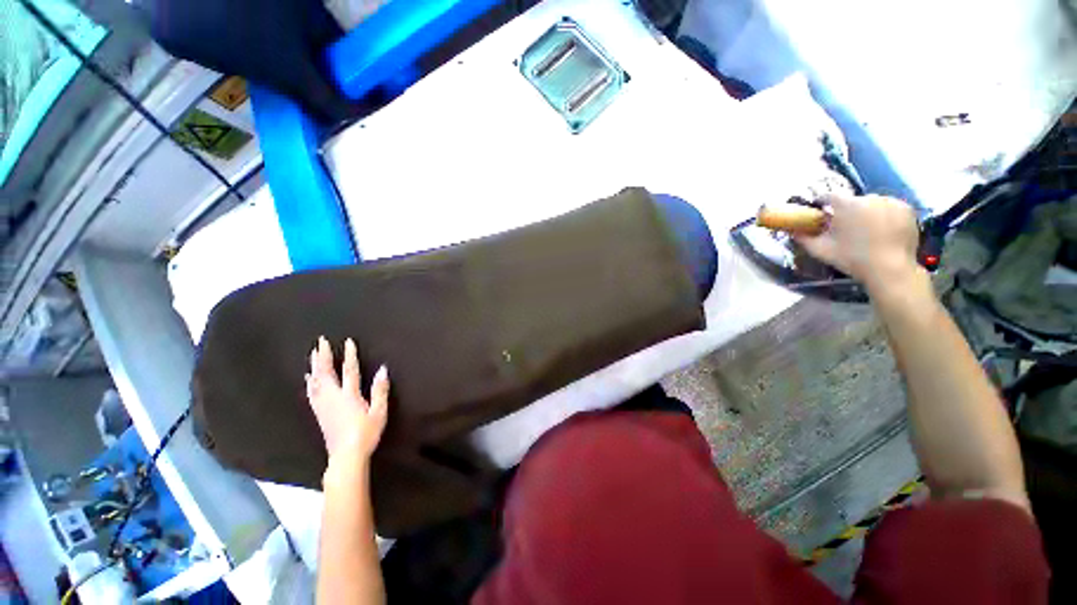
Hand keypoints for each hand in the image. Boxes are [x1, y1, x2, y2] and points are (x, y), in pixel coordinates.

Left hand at [306, 336, 388, 464]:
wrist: (346, 456)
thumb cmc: (366, 433)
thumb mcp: (379, 412)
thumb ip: (380, 390)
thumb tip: (382, 370)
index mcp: (349, 396)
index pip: (349, 371)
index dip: (349, 355)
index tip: (347, 342)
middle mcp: (333, 398)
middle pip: (326, 373)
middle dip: (324, 356)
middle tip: (320, 341)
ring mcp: (324, 406)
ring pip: (316, 382)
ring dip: (315, 366)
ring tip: (313, 354)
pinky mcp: (319, 413)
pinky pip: (312, 393)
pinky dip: (310, 383)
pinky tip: (308, 378)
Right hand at [794, 194, 920, 289]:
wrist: (890, 269)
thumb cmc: (852, 258)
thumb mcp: (821, 250)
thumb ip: (803, 238)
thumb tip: (792, 231)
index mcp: (847, 205)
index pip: (829, 195)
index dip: (822, 202)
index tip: (819, 211)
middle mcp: (869, 197)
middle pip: (852, 200)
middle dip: (847, 211)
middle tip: (845, 227)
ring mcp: (891, 202)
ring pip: (872, 203)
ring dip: (866, 212)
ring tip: (866, 230)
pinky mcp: (907, 209)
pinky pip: (890, 207)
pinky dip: (884, 215)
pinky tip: (882, 230)